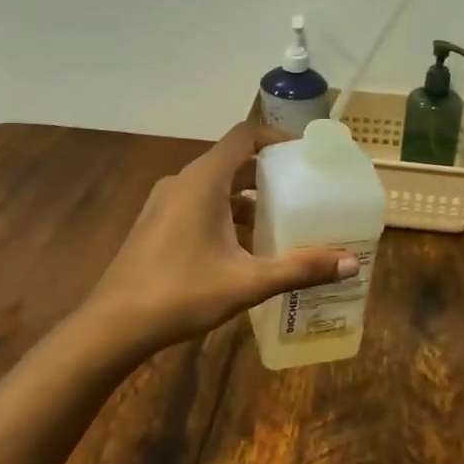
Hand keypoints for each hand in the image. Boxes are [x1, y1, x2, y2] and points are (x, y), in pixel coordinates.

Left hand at [80, 123, 357, 356]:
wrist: (112, 327)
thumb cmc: (181, 294)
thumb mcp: (248, 282)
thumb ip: (300, 269)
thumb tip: (351, 264)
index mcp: (202, 181)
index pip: (243, 136)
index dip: (275, 138)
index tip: (305, 155)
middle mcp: (181, 182)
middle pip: (231, 161)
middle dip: (267, 172)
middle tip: (302, 190)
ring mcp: (164, 203)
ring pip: (214, 186)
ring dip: (246, 197)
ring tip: (279, 221)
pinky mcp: (155, 224)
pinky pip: (198, 204)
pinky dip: (225, 213)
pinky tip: (243, 248)